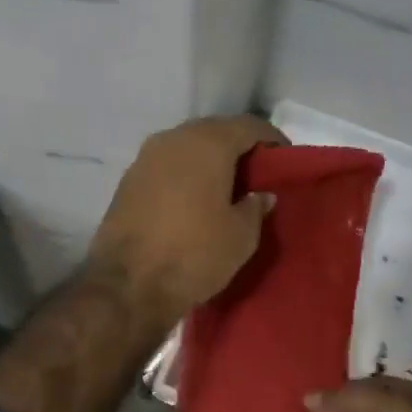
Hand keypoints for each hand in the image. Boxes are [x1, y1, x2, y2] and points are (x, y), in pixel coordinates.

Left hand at [87, 115, 286, 324]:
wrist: (128, 285)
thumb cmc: (194, 254)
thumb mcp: (241, 236)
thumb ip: (256, 207)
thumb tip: (261, 195)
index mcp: (207, 143)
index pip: (248, 126)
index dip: (271, 139)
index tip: (284, 159)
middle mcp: (174, 139)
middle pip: (214, 131)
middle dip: (237, 147)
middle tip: (256, 173)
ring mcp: (145, 157)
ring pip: (187, 147)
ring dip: (208, 160)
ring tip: (226, 186)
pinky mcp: (127, 180)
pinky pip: (166, 165)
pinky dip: (184, 174)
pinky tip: (194, 197)